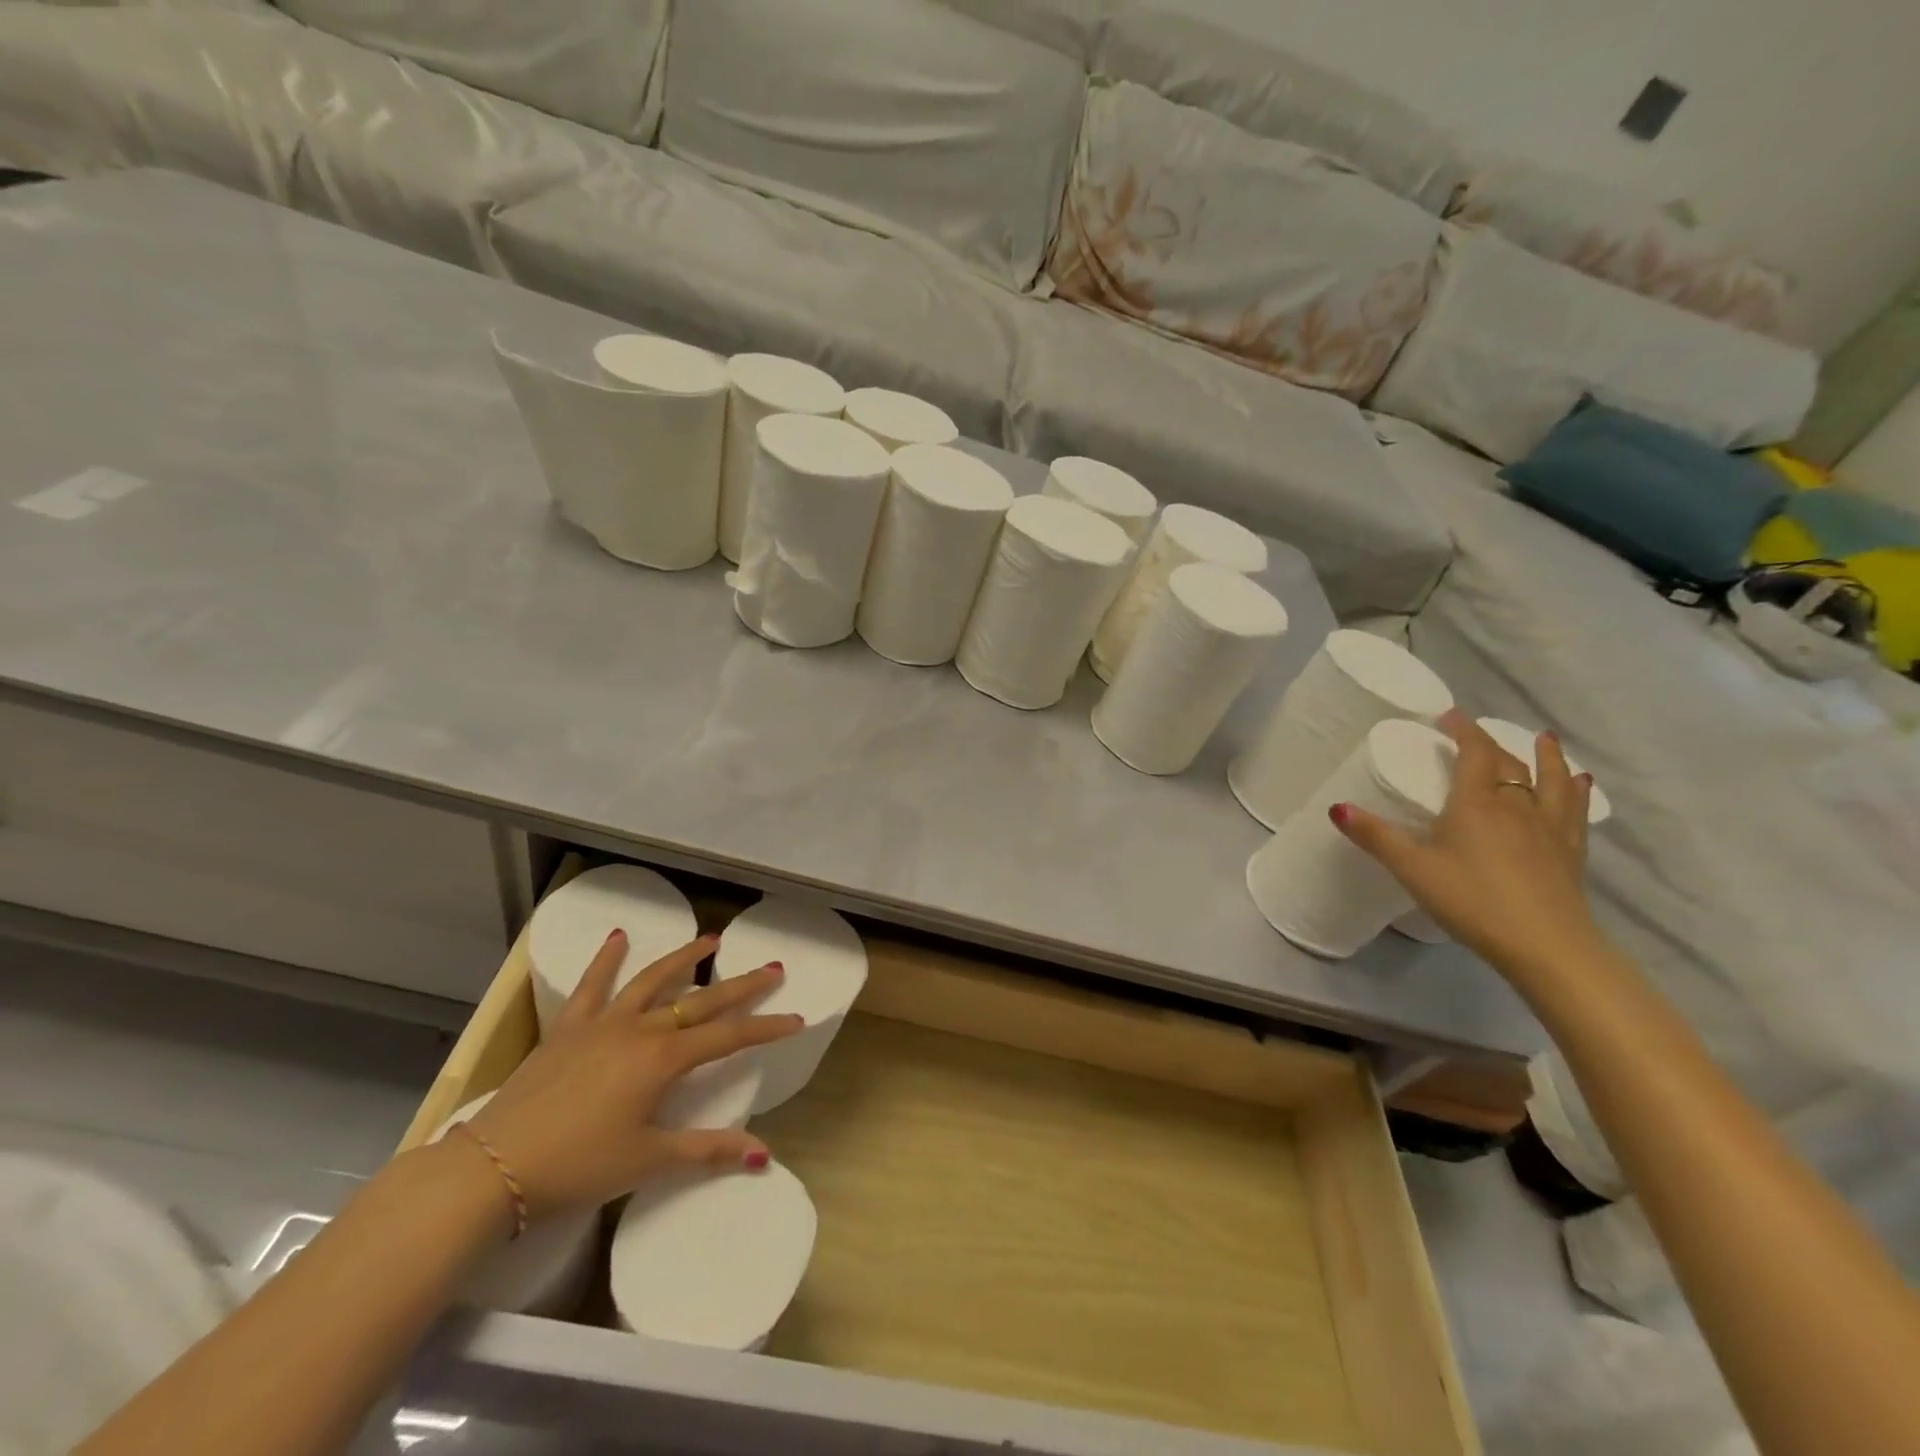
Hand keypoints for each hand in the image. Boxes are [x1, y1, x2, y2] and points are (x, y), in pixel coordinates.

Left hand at [465, 930, 802, 1220]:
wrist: (493, 1168)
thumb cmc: (578, 1167)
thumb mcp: (648, 1162)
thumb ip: (708, 1151)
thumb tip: (764, 1154)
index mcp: (663, 1060)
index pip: (728, 1037)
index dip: (766, 1028)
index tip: (796, 1019)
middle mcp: (639, 1029)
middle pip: (700, 1001)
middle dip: (741, 986)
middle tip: (771, 968)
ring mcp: (602, 1024)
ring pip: (652, 981)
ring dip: (683, 958)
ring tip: (710, 940)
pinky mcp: (568, 1028)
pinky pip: (591, 986)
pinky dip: (606, 959)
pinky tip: (618, 937)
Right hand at [1333, 710, 1599, 988]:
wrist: (1545, 945)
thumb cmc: (1471, 900)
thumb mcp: (1412, 868)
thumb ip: (1375, 836)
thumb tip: (1336, 807)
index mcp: (1476, 803)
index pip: (1474, 753)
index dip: (1463, 731)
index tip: (1450, 716)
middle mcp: (1517, 806)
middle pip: (1508, 764)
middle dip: (1492, 744)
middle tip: (1477, 734)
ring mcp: (1549, 828)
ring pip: (1552, 780)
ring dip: (1547, 756)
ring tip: (1544, 739)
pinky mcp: (1571, 851)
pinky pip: (1575, 810)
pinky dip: (1575, 790)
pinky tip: (1580, 783)